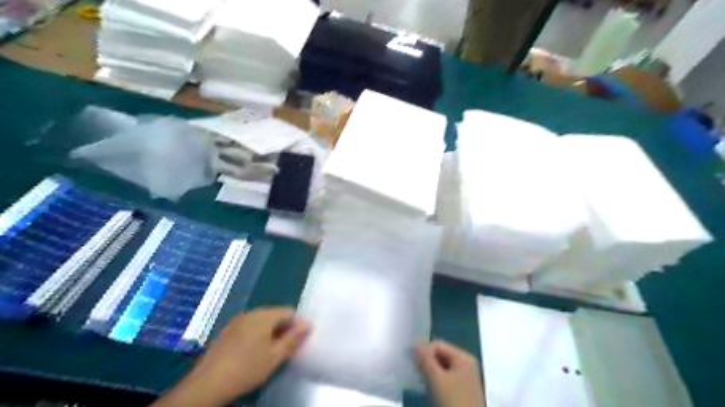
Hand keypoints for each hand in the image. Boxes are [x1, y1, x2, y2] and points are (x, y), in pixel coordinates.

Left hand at [152, 309, 308, 405]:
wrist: (206, 385)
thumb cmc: (246, 369)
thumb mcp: (275, 357)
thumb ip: (293, 338)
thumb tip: (307, 322)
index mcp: (264, 315)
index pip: (289, 312)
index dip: (297, 326)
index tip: (296, 343)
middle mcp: (251, 313)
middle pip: (275, 315)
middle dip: (283, 330)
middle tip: (283, 351)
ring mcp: (237, 321)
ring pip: (262, 322)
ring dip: (270, 334)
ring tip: (268, 354)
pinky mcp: (227, 331)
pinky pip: (249, 327)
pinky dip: (256, 336)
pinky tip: (251, 354)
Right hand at [413, 340, 485, 406]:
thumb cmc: (452, 401)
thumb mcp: (436, 379)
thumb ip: (425, 359)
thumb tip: (416, 343)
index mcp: (464, 357)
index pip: (438, 345)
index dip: (425, 352)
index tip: (415, 365)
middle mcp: (466, 364)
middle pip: (441, 355)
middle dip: (428, 363)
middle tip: (418, 374)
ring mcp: (466, 378)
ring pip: (442, 367)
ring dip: (431, 373)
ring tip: (423, 382)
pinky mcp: (463, 390)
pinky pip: (446, 378)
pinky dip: (437, 381)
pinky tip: (431, 390)